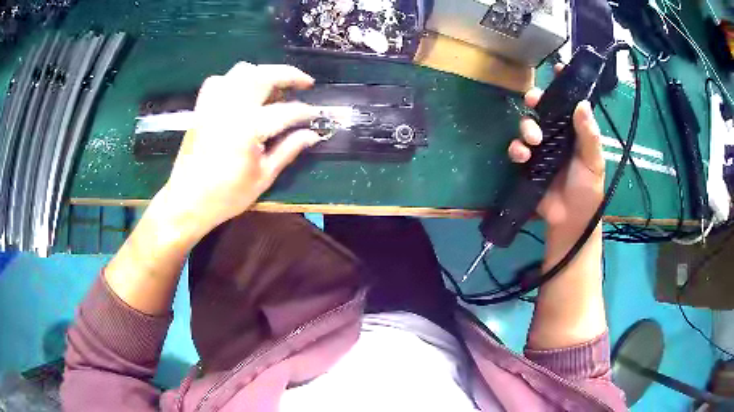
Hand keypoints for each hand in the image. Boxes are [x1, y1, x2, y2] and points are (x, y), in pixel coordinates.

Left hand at [157, 62, 321, 241]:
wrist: (187, 201)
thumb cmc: (226, 196)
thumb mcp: (263, 177)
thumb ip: (288, 150)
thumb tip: (312, 134)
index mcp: (248, 129)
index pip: (286, 111)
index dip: (305, 112)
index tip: (316, 115)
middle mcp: (231, 109)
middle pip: (264, 76)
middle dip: (289, 75)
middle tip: (305, 82)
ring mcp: (213, 105)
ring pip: (242, 71)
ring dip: (264, 73)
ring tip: (275, 86)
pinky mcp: (202, 108)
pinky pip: (219, 80)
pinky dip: (234, 80)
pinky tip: (242, 92)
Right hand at [508, 80, 604, 241]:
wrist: (570, 220)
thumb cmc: (587, 190)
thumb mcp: (593, 162)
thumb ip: (589, 135)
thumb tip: (582, 103)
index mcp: (575, 131)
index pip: (569, 102)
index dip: (564, 84)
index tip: (558, 68)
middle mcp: (557, 135)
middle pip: (543, 108)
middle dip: (536, 99)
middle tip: (533, 100)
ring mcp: (541, 149)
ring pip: (527, 125)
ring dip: (526, 126)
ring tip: (533, 140)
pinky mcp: (528, 164)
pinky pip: (517, 149)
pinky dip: (516, 149)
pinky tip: (522, 156)